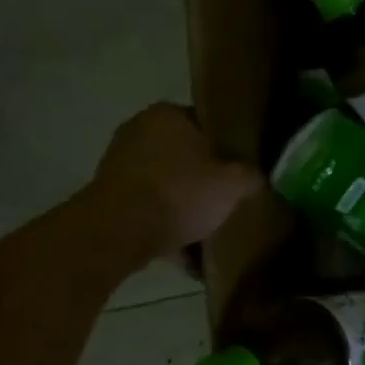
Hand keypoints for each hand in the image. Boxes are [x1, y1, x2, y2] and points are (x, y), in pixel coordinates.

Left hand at [91, 104, 261, 260]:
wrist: (119, 232)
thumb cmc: (180, 193)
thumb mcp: (235, 183)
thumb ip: (253, 175)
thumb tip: (257, 178)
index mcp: (168, 114)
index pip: (209, 125)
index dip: (230, 148)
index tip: (242, 171)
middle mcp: (138, 130)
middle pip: (186, 155)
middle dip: (205, 179)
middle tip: (227, 200)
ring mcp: (119, 163)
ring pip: (167, 183)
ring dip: (185, 204)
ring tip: (208, 230)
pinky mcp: (107, 196)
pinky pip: (149, 207)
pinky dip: (165, 223)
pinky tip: (185, 250)